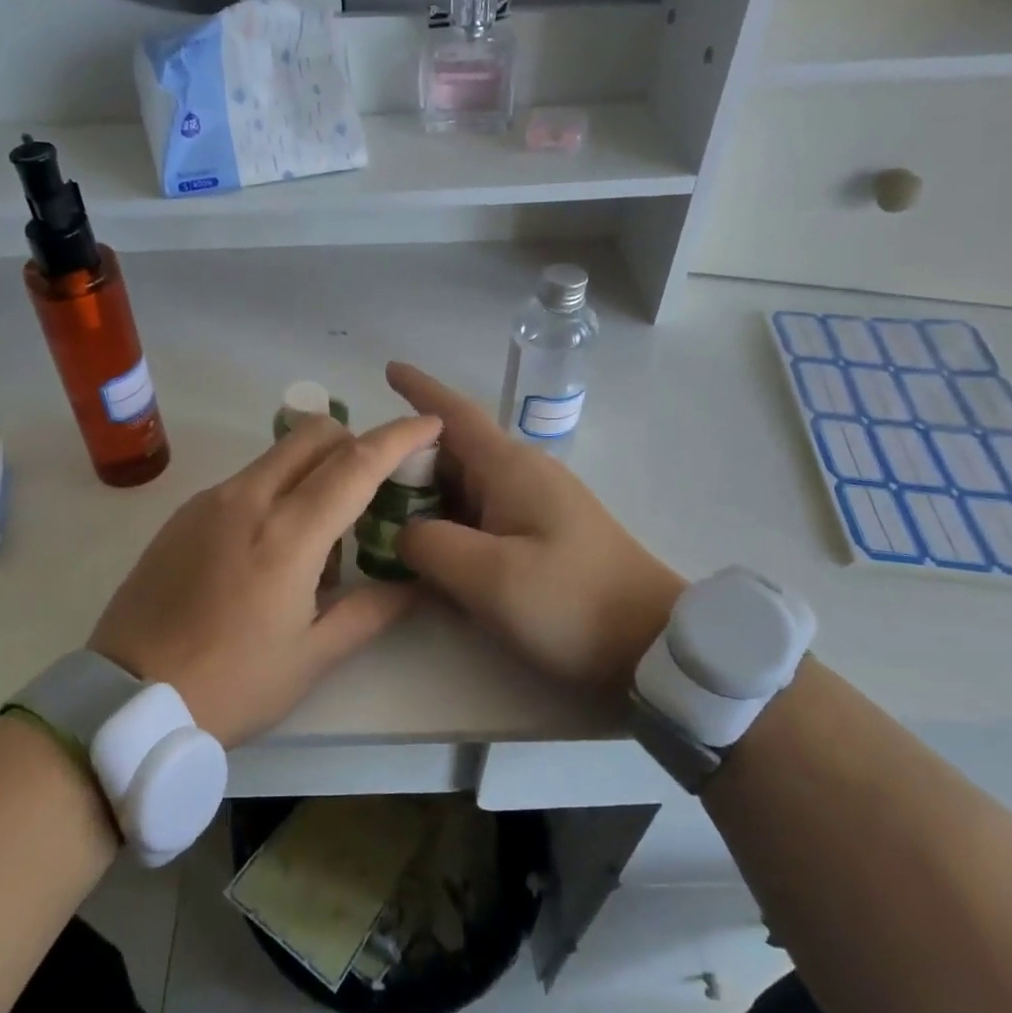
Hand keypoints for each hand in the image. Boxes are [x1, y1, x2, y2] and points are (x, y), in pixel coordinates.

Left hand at [87, 411, 442, 745]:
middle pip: (314, 435)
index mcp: (287, 534)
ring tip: (319, 539)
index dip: (399, 437)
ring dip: (314, 469)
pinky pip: (246, 480)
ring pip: (278, 455)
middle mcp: (248, 498)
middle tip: (373, 488)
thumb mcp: (311, 658)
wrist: (126, 698)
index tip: (429, 423)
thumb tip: (415, 584)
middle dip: (354, 442)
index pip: (356, 464)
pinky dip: (276, 489)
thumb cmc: (230, 684)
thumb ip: (371, 612)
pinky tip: (270, 548)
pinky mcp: (184, 512)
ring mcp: (210, 500)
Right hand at [386, 362, 687, 692]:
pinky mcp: (542, 536)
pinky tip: (430, 549)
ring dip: (425, 496)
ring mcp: (535, 505)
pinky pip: (481, 515)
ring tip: (381, 517)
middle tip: (360, 481)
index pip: (454, 414)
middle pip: (452, 453)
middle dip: (407, 460)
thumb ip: (429, 544)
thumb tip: (404, 532)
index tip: (390, 369)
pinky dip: (450, 522)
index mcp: (509, 468)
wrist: (651, 643)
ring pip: (464, 487)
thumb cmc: (570, 601)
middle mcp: (522, 475)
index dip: (419, 390)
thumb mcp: (487, 576)